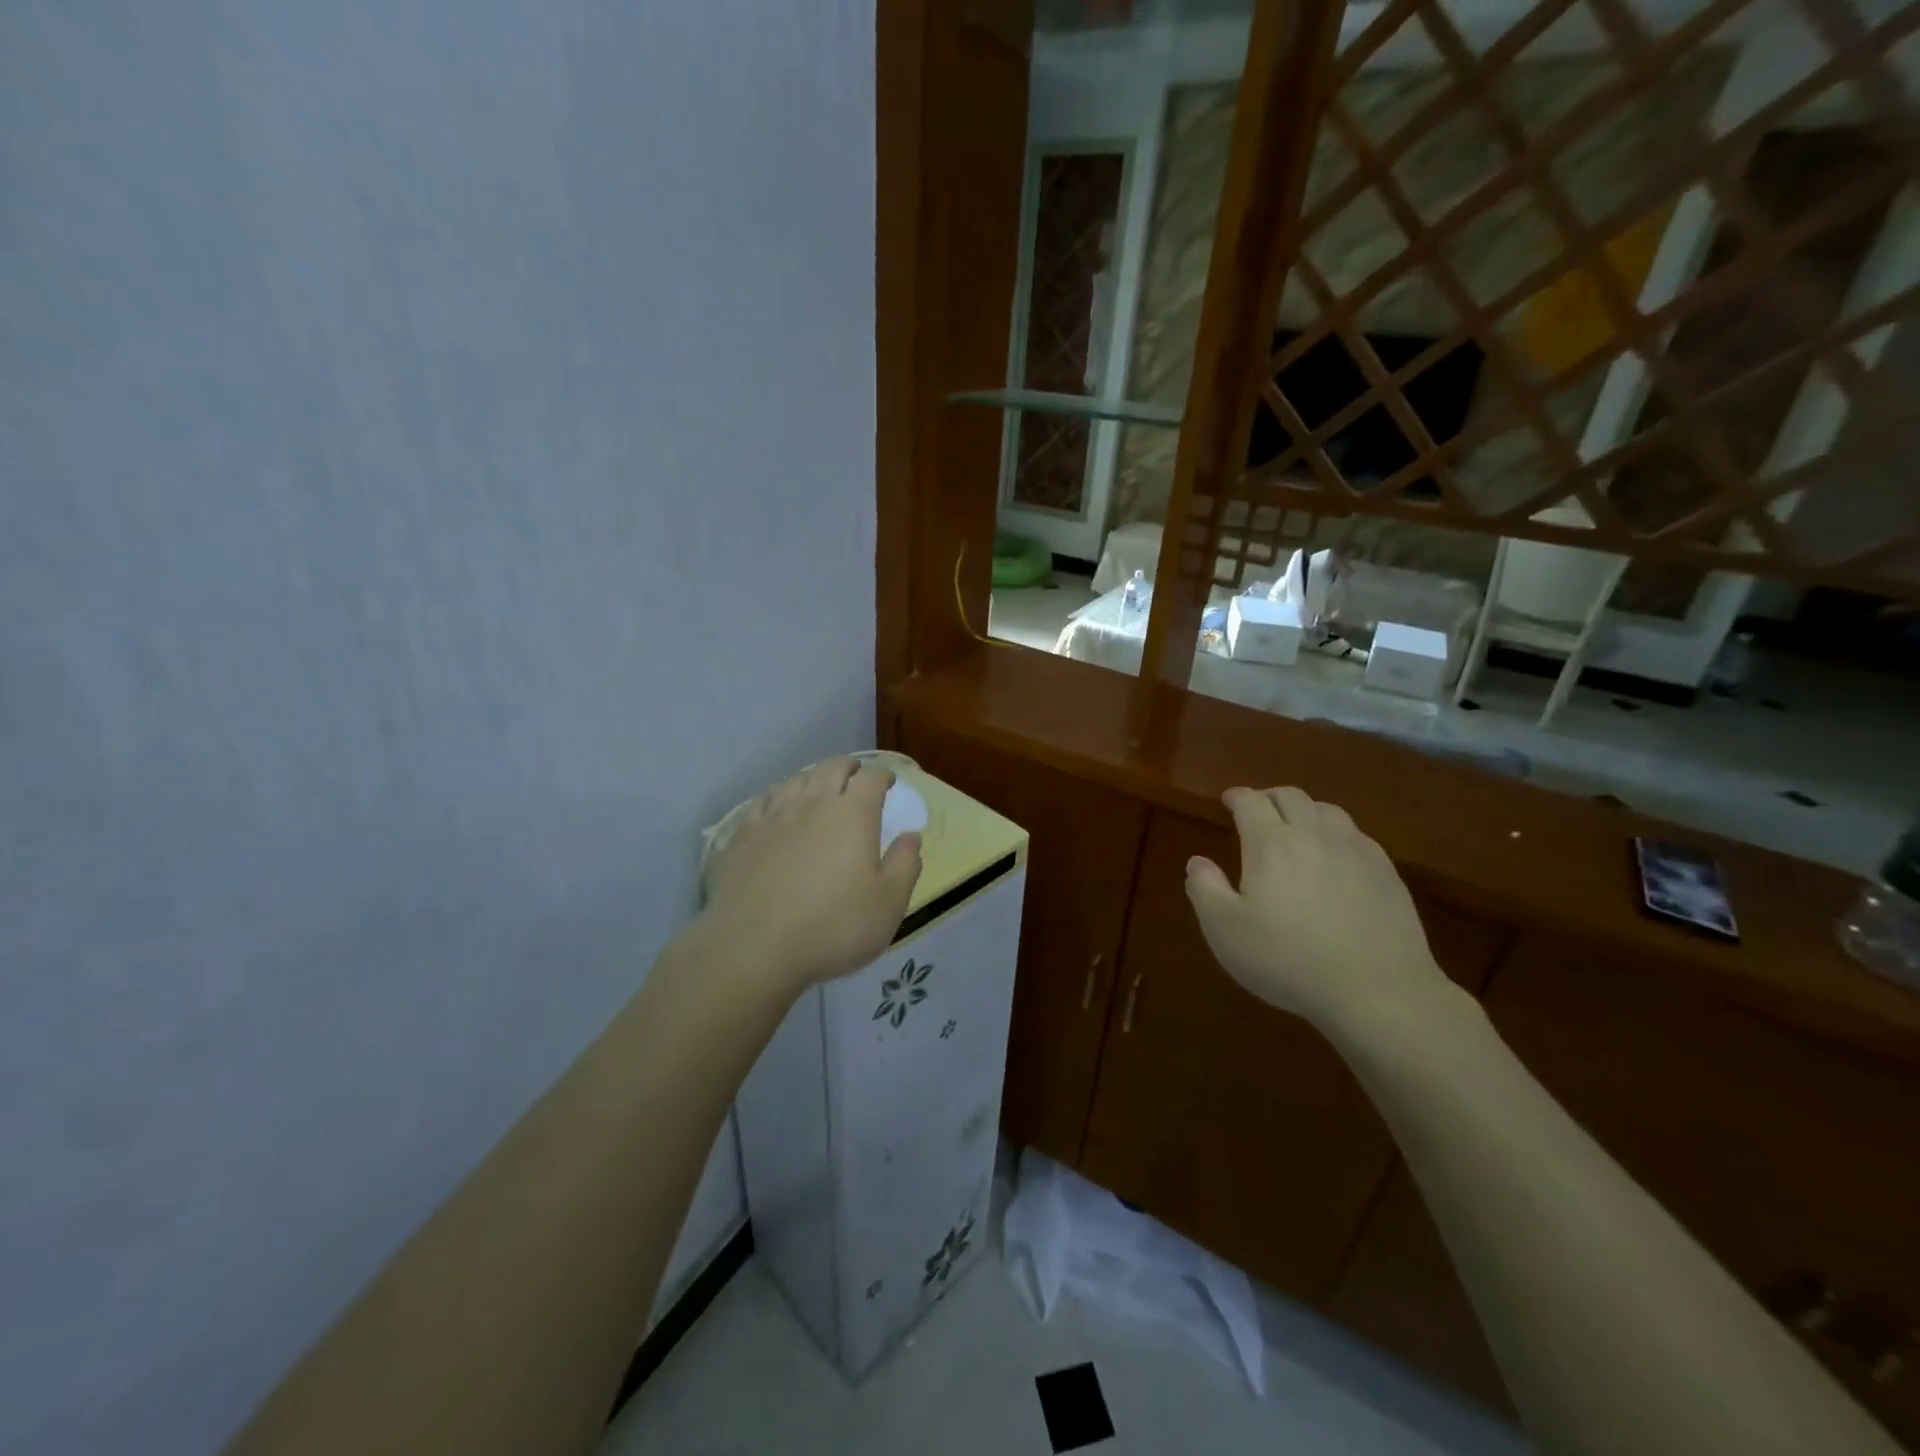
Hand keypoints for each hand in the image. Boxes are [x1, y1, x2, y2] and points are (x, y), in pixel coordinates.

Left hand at [700, 757, 922, 993]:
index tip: (887, 783)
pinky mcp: (739, 836)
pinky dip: (777, 798)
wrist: (751, 949)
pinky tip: (776, 811)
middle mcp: (811, 803)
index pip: (870, 779)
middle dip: (848, 767)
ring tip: (817, 789)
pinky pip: (761, 802)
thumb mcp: (888, 904)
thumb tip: (911, 836)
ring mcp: (771, 817)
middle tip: (855, 775)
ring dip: (812, 778)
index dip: (882, 776)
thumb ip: (905, 865)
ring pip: (794, 780)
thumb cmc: (832, 928)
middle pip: (831, 768)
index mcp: (852, 815)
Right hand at [1184, 786, 1451, 1039]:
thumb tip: (1197, 862)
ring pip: (1327, 810)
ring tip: (1297, 828)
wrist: (1378, 991)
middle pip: (1291, 796)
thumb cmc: (1288, 960)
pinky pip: (1357, 836)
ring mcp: (1355, 851)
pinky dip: (1337, 833)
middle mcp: (1313, 835)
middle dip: (1269, 797)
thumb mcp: (1225, 931)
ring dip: (1305, 810)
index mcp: (1270, 844)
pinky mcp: (1386, 873)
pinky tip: (1336, 856)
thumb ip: (1205, 890)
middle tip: (1258, 810)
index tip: (1228, 800)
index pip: (1251, 802)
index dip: (1237, 796)